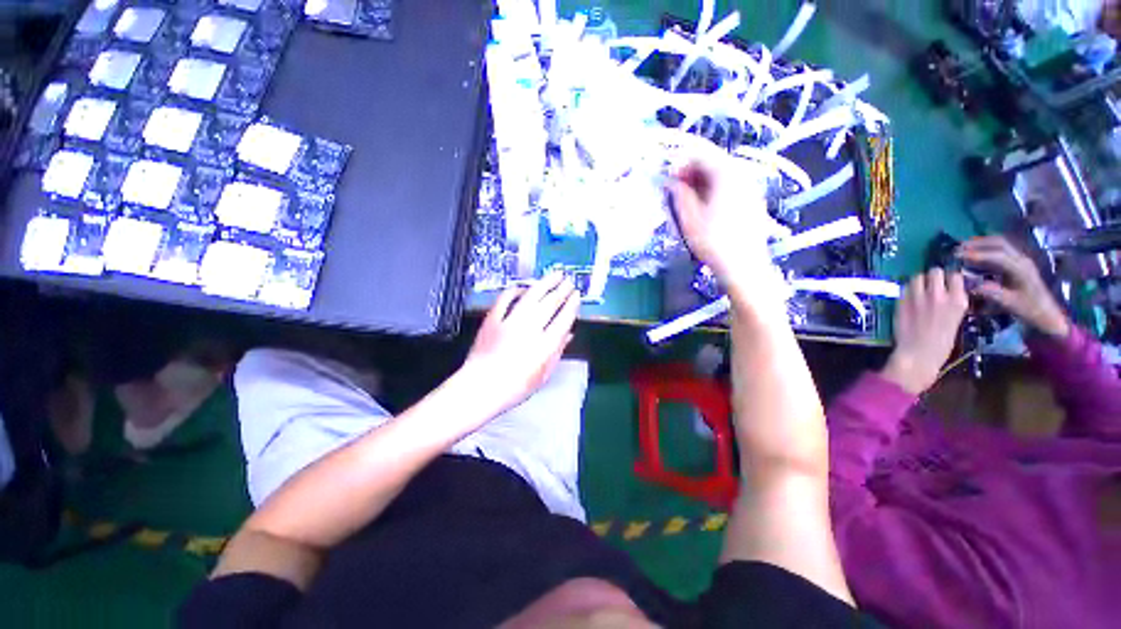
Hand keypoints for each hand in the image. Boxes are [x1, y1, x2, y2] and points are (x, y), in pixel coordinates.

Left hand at [461, 273, 579, 414]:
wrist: (480, 388)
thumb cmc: (514, 388)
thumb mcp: (542, 376)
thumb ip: (557, 353)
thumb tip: (569, 335)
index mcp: (544, 345)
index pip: (563, 319)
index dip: (571, 305)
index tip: (576, 295)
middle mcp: (530, 329)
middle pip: (550, 304)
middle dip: (562, 290)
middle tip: (569, 280)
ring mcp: (510, 322)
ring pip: (531, 296)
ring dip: (545, 284)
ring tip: (555, 275)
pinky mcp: (493, 319)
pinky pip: (505, 299)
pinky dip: (515, 291)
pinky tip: (523, 287)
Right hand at [671, 157, 781, 300]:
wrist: (744, 266)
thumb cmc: (714, 242)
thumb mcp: (689, 219)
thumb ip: (680, 195)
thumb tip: (673, 182)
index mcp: (726, 174)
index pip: (701, 154)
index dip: (681, 162)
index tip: (668, 177)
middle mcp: (742, 173)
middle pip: (714, 161)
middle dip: (692, 171)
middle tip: (676, 189)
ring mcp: (751, 186)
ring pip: (722, 173)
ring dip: (702, 181)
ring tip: (688, 199)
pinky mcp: (753, 199)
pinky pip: (731, 185)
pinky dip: (715, 189)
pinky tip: (706, 206)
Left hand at [881, 269, 968, 394]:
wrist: (919, 354)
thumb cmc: (941, 343)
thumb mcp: (956, 319)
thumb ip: (952, 302)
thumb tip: (948, 291)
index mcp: (958, 301)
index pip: (955, 276)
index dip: (949, 278)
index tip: (946, 282)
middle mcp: (939, 295)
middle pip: (935, 272)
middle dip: (933, 276)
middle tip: (930, 284)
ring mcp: (919, 297)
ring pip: (917, 276)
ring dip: (918, 281)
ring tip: (918, 289)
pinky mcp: (902, 301)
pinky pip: (905, 288)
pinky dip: (907, 290)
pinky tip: (908, 298)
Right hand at [958, 236, 1070, 338]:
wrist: (1046, 314)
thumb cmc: (1028, 310)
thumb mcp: (1009, 303)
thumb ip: (990, 292)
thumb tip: (969, 284)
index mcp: (1020, 269)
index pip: (997, 256)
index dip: (977, 254)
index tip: (957, 256)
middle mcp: (1021, 260)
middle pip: (999, 243)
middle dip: (977, 243)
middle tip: (958, 248)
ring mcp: (1021, 260)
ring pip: (1000, 244)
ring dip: (981, 244)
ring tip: (963, 248)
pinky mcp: (1018, 264)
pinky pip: (1001, 250)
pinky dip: (986, 249)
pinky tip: (976, 254)